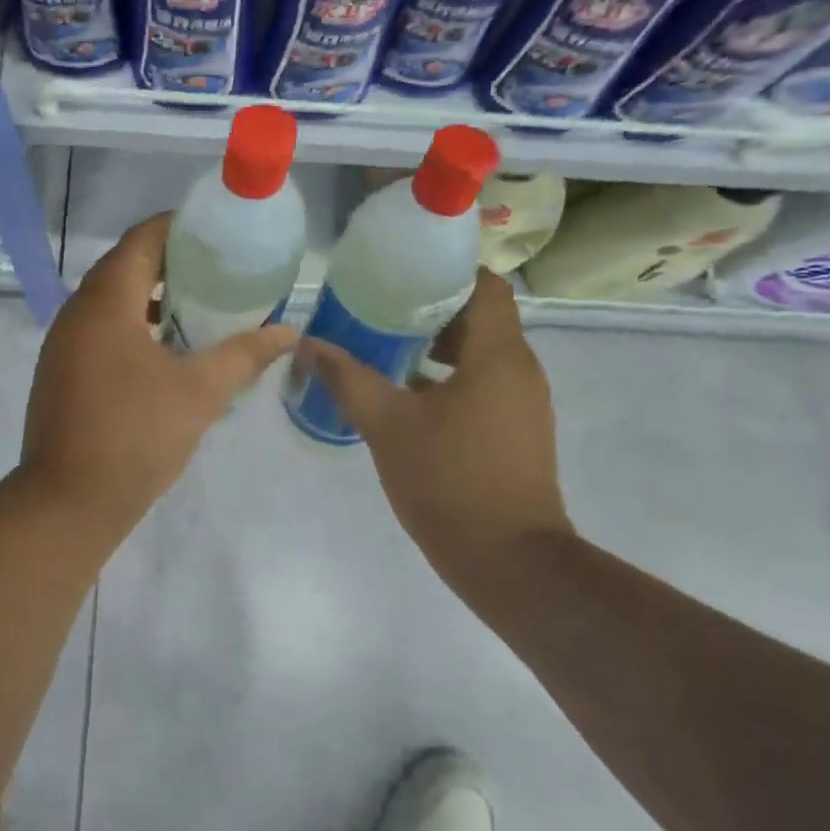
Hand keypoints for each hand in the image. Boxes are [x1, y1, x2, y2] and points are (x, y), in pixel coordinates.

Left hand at [21, 214, 296, 531]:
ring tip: (198, 308)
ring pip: (110, 302)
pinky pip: (100, 331)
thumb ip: (244, 355)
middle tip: (218, 272)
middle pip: (124, 267)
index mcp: (105, 303)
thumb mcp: (199, 392)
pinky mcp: (61, 373)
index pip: (141, 240)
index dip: (179, 228)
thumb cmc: (136, 436)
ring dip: (151, 297)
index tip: (218, 235)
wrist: (69, 502)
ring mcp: (63, 345)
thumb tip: (288, 331)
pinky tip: (166, 352)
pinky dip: (133, 326)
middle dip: (170, 263)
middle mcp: (76, 313)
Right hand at [300, 270, 571, 573]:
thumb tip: (307, 344)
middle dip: (431, 308)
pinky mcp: (516, 430)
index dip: (447, 270)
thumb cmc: (448, 481)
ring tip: (385, 345)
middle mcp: (519, 369)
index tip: (403, 270)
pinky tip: (406, 394)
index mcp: (497, 355)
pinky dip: (449, 377)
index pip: (485, 285)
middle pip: (481, 316)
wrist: (508, 560)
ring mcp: (522, 402)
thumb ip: (347, 378)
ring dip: (438, 345)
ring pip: (481, 353)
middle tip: (380, 306)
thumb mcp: (386, 425)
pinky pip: (484, 384)